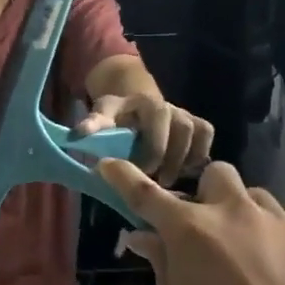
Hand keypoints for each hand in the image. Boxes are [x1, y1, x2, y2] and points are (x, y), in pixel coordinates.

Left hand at [77, 93, 213, 184]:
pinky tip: (186, 174)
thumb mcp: (101, 116)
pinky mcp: (197, 124)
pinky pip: (206, 136)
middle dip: (170, 157)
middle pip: (181, 128)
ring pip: (196, 133)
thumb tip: (78, 134)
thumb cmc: (115, 117)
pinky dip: (199, 155)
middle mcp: (169, 105)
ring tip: (169, 182)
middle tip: (155, 182)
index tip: (140, 170)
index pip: (156, 118)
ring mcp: (185, 114)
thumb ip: (93, 124)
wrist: (134, 106)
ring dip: (185, 160)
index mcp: (145, 102)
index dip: (153, 147)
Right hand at [99, 159, 284, 284]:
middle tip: (208, 228)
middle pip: (214, 174)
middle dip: (207, 195)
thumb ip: (159, 266)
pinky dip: (280, 230)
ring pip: (255, 195)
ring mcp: (277, 218)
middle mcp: (232, 210)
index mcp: (190, 231)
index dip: (122, 175)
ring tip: (251, 251)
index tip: (108, 164)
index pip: (144, 193)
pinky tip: (283, 259)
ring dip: (244, 214)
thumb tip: (144, 237)